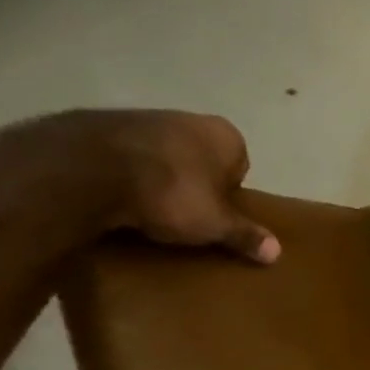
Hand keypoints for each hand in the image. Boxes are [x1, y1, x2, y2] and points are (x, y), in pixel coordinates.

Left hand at [99, 110, 279, 263]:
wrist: (92, 168)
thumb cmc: (172, 193)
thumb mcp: (215, 223)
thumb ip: (245, 235)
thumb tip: (277, 252)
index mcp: (226, 135)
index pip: (239, 167)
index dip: (228, 194)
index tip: (213, 215)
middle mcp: (191, 118)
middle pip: (201, 159)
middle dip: (194, 183)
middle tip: (183, 215)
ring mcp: (146, 117)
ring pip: (163, 155)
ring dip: (159, 177)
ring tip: (148, 211)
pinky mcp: (105, 124)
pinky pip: (127, 155)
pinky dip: (126, 172)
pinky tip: (118, 197)